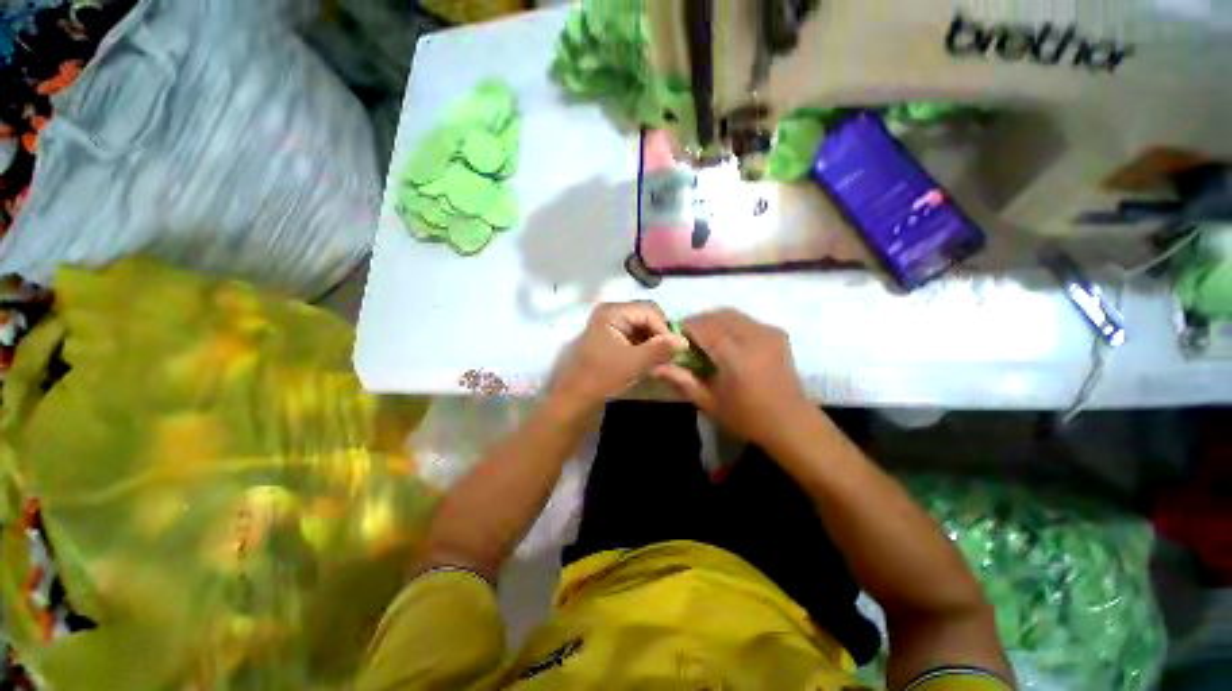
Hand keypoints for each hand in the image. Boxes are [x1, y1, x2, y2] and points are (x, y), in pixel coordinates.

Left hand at [547, 302, 687, 418]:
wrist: (576, 398)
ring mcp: (611, 326)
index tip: (675, 351)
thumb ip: (660, 349)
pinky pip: (636, 337)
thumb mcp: (634, 363)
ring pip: (644, 328)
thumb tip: (685, 341)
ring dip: (655, 343)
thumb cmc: (602, 377)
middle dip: (660, 336)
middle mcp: (612, 313)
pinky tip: (652, 362)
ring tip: (663, 361)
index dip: (665, 329)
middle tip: (670, 356)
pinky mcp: (613, 339)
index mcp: (613, 312)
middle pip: (647, 317)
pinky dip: (646, 348)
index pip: (650, 311)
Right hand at [654, 309, 814, 450]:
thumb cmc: (747, 417)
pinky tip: (727, 340)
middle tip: (689, 337)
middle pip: (718, 315)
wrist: (791, 422)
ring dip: (714, 320)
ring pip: (733, 313)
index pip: (705, 327)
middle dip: (699, 321)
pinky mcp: (777, 333)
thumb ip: (682, 380)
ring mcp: (768, 333)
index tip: (675, 335)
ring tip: (706, 337)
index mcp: (736, 357)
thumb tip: (655, 367)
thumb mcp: (709, 402)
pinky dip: (730, 323)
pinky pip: (746, 319)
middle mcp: (754, 338)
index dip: (687, 326)